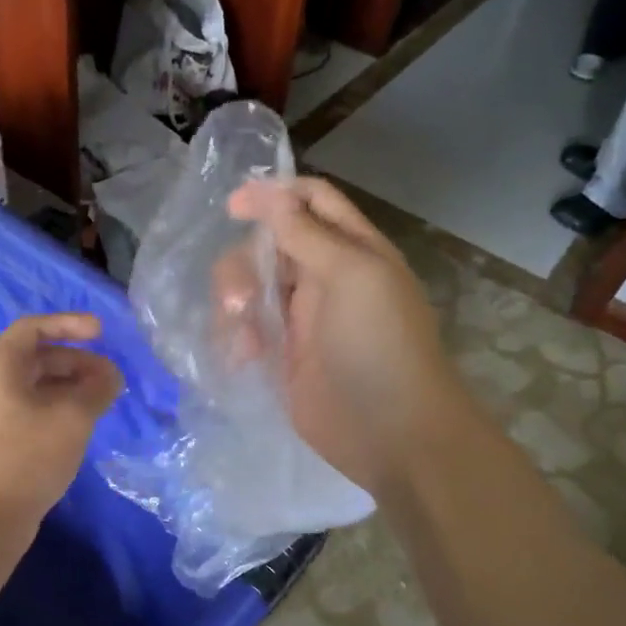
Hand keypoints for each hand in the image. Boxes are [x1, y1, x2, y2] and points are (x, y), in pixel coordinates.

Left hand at [0, 314, 123, 531]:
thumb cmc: (28, 455)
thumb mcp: (73, 416)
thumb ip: (97, 387)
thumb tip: (110, 375)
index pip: (34, 327)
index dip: (70, 324)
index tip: (102, 333)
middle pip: (36, 356)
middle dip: (76, 361)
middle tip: (110, 377)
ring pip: (34, 383)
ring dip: (70, 385)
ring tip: (102, 399)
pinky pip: (29, 405)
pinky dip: (57, 404)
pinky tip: (81, 421)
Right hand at [225, 178, 458, 496]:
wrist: (392, 433)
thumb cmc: (379, 345)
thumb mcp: (351, 276)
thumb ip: (307, 234)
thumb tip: (271, 192)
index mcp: (352, 250)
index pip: (311, 202)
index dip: (274, 195)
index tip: (233, 206)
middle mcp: (326, 278)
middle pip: (270, 246)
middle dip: (245, 263)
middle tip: (240, 296)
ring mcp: (303, 320)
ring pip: (253, 288)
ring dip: (236, 302)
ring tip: (241, 334)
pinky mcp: (283, 358)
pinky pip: (247, 331)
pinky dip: (236, 337)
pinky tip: (241, 358)